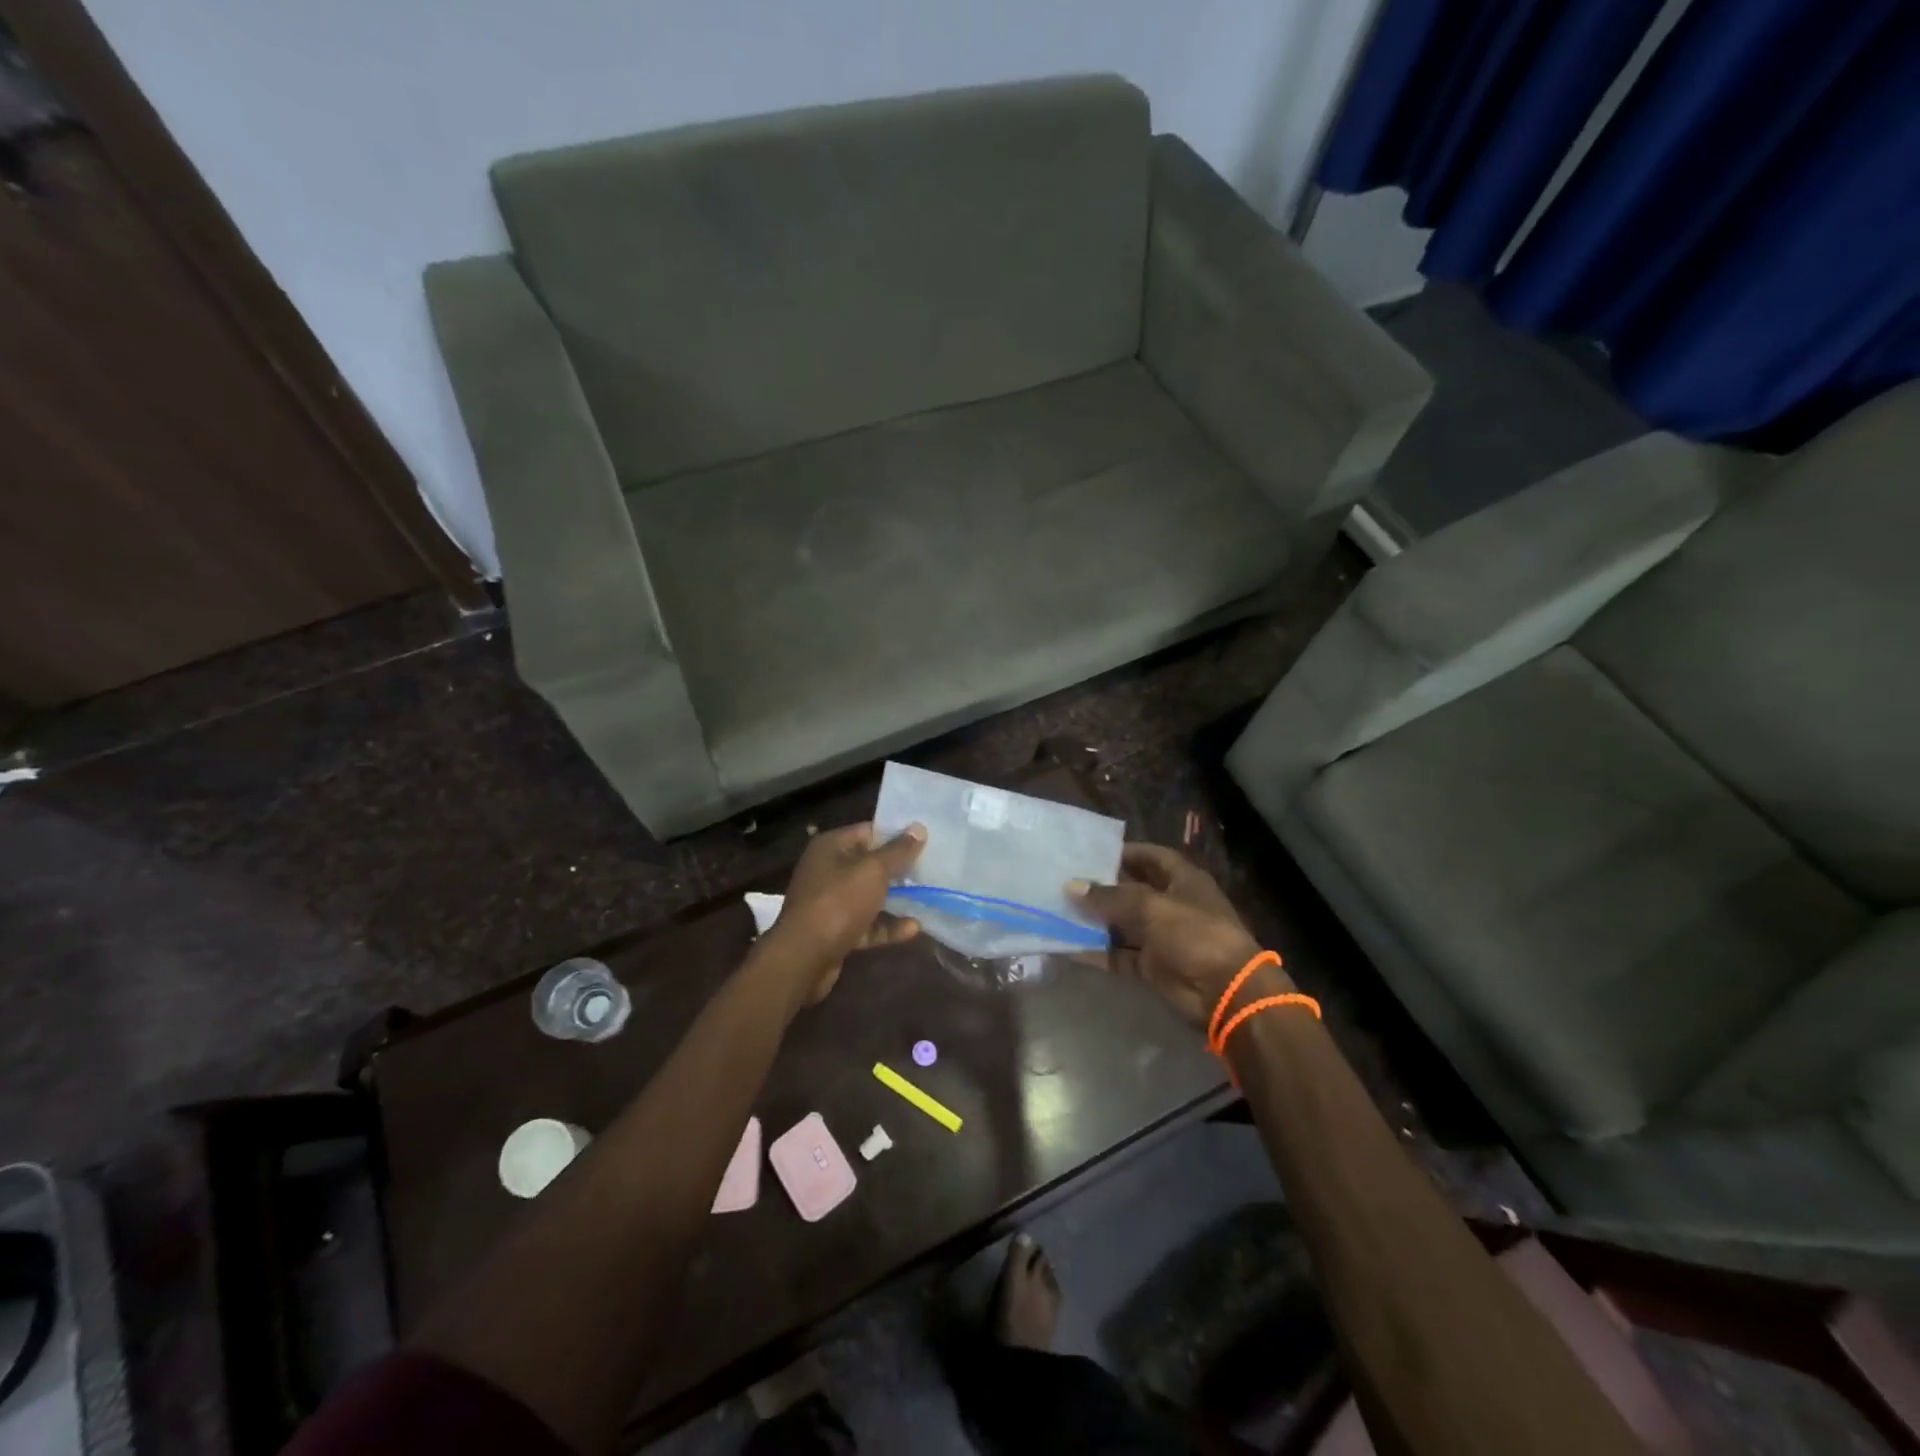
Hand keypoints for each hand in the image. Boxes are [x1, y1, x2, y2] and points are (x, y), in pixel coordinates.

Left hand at [763, 821, 926, 1004]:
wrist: (804, 958)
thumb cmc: (838, 903)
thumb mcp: (873, 871)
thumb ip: (898, 851)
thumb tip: (918, 828)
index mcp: (831, 847)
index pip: (869, 831)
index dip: (897, 834)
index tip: (926, 839)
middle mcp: (828, 870)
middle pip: (870, 864)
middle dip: (900, 868)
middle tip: (932, 869)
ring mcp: (830, 902)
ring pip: (869, 895)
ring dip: (896, 899)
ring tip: (929, 897)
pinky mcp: (835, 931)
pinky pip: (866, 923)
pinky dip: (887, 925)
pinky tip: (914, 929)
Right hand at [1070, 845, 1278, 1029]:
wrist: (1225, 993)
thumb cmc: (1194, 934)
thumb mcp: (1151, 907)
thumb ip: (1110, 897)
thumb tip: (1072, 887)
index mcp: (1182, 880)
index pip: (1150, 857)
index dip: (1124, 852)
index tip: (1089, 852)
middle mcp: (1171, 904)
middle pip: (1131, 890)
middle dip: (1101, 888)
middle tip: (1063, 881)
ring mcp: (1161, 937)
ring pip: (1121, 924)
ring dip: (1094, 921)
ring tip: (1057, 911)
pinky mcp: (1152, 966)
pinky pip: (1119, 955)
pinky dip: (1097, 953)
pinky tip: (1067, 947)